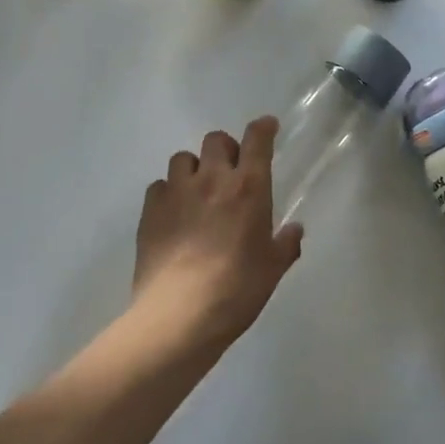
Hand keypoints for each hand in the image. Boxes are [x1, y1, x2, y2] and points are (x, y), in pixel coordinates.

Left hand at [131, 119, 302, 352]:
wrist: (179, 316)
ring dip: (194, 169)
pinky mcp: (150, 212)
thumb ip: (286, 244)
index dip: (263, 128)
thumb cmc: (237, 289)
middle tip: (230, 171)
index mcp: (249, 187)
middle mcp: (213, 179)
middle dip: (225, 148)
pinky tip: (173, 214)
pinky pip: (158, 186)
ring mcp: (177, 193)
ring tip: (197, 191)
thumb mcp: (273, 269)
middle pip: (216, 140)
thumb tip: (294, 230)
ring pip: (183, 158)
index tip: (267, 127)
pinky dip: (168, 193)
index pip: (257, 139)